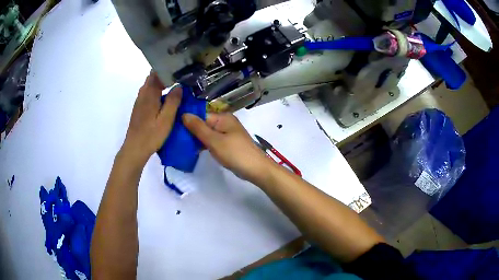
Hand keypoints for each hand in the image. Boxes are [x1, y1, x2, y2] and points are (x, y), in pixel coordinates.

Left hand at [122, 72, 181, 164]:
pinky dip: (158, 92)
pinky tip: (166, 100)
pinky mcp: (139, 109)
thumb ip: (173, 101)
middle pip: (153, 78)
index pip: (156, 73)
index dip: (167, 69)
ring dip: (162, 84)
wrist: (135, 148)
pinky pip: (149, 94)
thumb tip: (179, 86)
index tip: (179, 69)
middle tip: (181, 78)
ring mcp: (140, 102)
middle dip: (166, 76)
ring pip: (151, 86)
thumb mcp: (166, 119)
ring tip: (176, 87)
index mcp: (149, 94)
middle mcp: (142, 94)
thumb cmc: (151, 134)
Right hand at [182, 112, 273, 183]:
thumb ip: (198, 128)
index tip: (173, 128)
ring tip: (179, 144)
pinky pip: (212, 141)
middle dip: (190, 131)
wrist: (256, 169)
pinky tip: (192, 150)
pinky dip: (203, 145)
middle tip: (174, 138)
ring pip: (207, 134)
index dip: (187, 121)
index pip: (200, 115)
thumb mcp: (214, 140)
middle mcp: (225, 123)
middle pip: (203, 124)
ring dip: (196, 139)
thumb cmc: (235, 153)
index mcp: (223, 118)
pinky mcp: (227, 144)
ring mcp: (226, 134)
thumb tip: (184, 114)